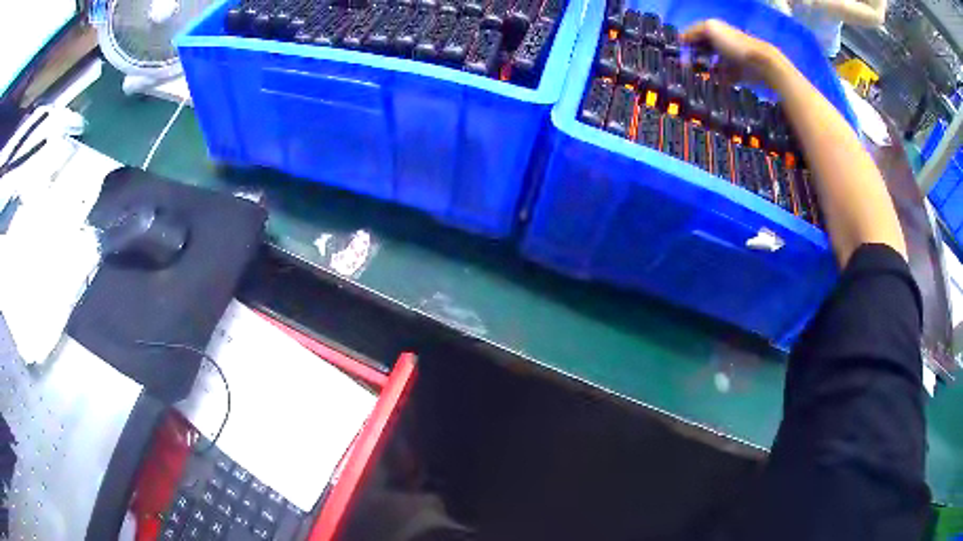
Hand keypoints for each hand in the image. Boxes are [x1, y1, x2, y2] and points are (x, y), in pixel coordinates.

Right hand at [680, 20, 788, 88]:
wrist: (761, 64)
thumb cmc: (734, 44)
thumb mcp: (710, 28)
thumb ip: (694, 32)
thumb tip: (682, 39)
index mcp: (715, 31)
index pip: (695, 35)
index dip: (685, 42)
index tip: (676, 53)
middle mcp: (721, 44)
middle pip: (703, 51)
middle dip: (694, 58)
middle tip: (684, 67)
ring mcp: (730, 60)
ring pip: (711, 66)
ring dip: (704, 71)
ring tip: (696, 78)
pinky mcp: (737, 75)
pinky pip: (723, 79)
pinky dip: (717, 82)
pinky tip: (711, 85)